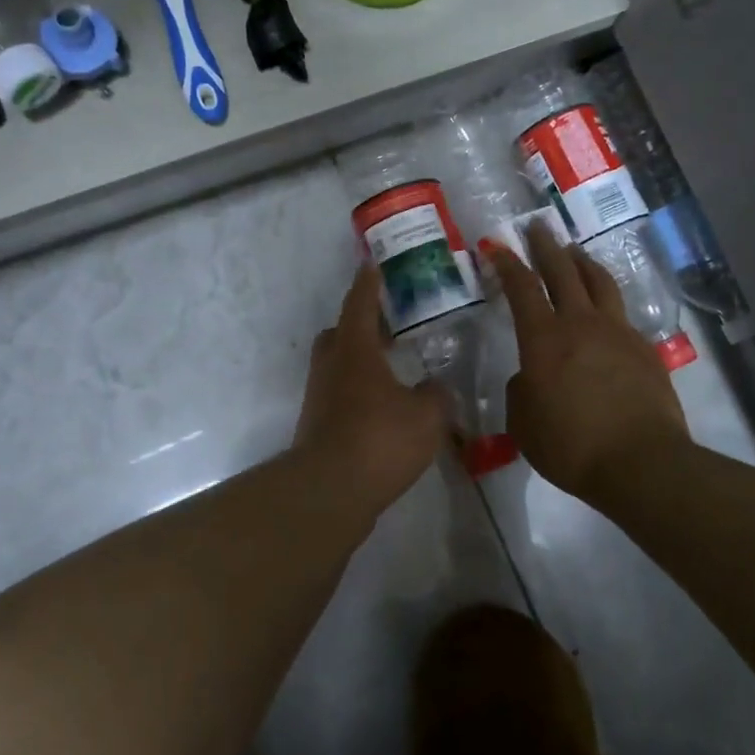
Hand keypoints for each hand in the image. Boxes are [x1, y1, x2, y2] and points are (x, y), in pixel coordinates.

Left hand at [292, 262, 448, 509]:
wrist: (330, 490)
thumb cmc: (380, 439)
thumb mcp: (427, 415)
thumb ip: (436, 396)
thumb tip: (436, 388)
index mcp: (355, 350)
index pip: (361, 304)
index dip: (369, 283)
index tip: (373, 264)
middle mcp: (331, 366)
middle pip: (340, 333)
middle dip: (362, 325)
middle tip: (390, 327)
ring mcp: (319, 396)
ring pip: (337, 365)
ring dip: (360, 360)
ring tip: (392, 370)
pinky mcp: (317, 424)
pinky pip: (339, 394)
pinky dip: (358, 391)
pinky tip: (383, 408)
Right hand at [485, 221, 690, 505]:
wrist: (641, 462)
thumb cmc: (571, 445)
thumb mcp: (523, 423)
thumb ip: (521, 390)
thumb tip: (530, 376)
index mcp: (544, 339)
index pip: (522, 288)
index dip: (507, 264)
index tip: (497, 246)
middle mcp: (581, 323)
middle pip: (562, 271)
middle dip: (546, 246)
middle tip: (536, 227)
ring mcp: (617, 332)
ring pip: (598, 282)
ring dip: (582, 261)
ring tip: (574, 251)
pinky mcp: (643, 348)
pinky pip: (621, 312)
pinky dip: (606, 299)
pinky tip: (603, 308)